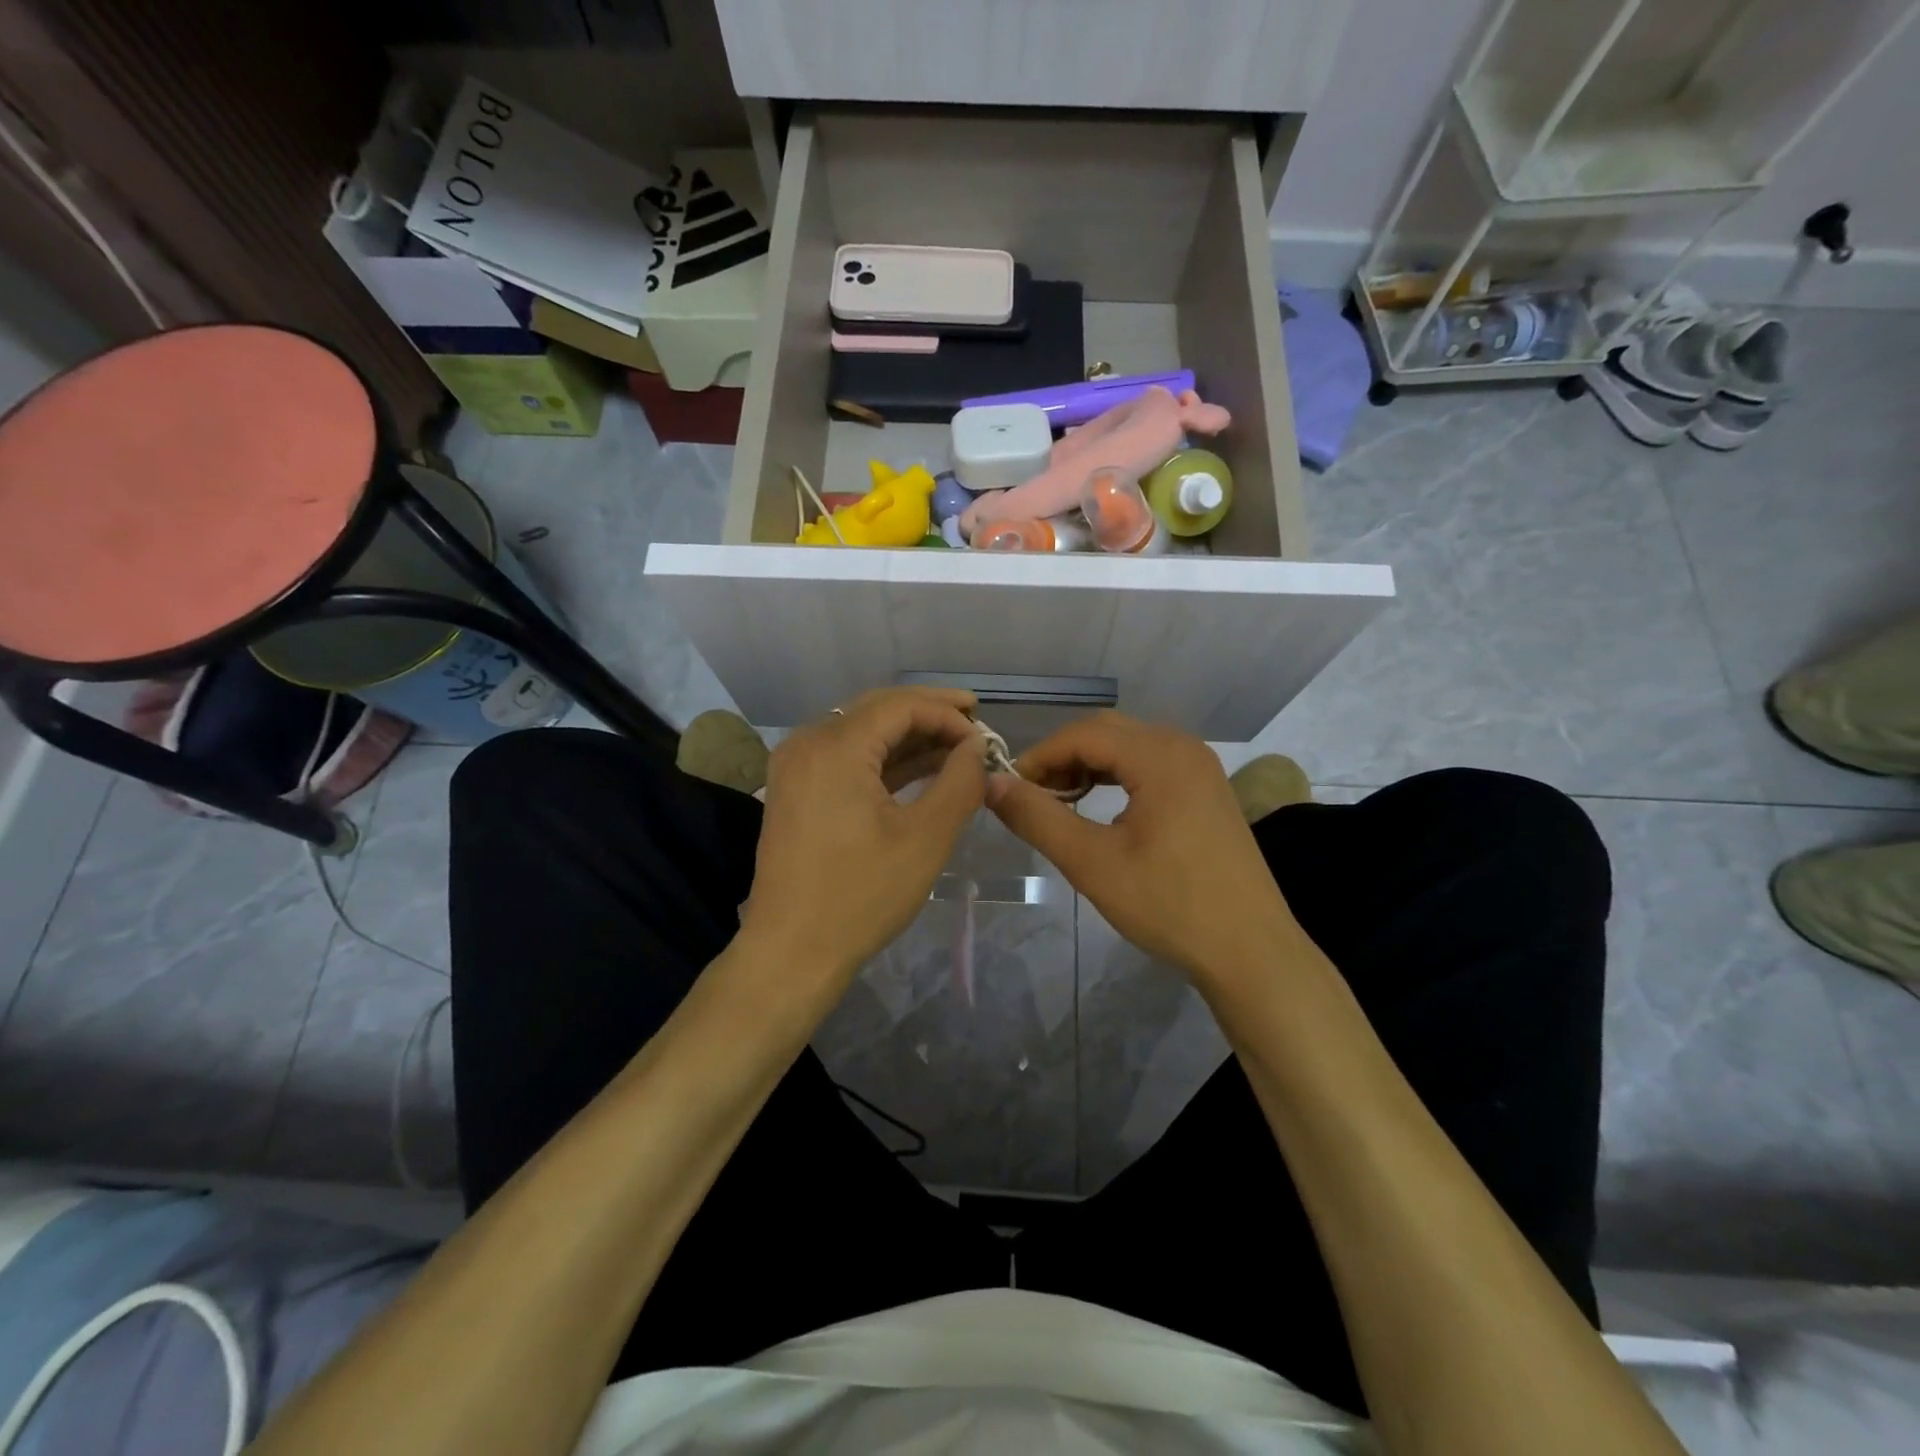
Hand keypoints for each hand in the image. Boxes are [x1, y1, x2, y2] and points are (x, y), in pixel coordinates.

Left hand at [740, 687, 986, 985]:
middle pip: (878, 709)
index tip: (984, 737)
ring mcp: (796, 766)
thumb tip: (977, 747)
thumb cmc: (861, 896)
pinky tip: (919, 768)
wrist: (791, 951)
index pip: (901, 706)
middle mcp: (808, 743)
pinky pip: (846, 757)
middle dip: (929, 713)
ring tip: (956, 747)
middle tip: (973, 720)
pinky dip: (883, 759)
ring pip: (861, 731)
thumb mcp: (925, 838)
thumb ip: (959, 782)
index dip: (948, 714)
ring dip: (908, 736)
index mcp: (835, 747)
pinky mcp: (795, 789)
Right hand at [985, 712, 1296, 986]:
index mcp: (1160, 756)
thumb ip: (1038, 817)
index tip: (1010, 789)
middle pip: (1106, 731)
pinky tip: (1102, 807)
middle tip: (1032, 796)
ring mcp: (1201, 767)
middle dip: (1062, 757)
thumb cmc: (1169, 905)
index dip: (1039, 756)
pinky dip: (1117, 775)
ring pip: (1129, 746)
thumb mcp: (1092, 863)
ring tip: (1061, 802)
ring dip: (1089, 765)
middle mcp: (1183, 747)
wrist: (1250, 950)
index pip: (1082, 734)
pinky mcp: (1207, 790)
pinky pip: (1151, 763)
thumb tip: (993, 784)